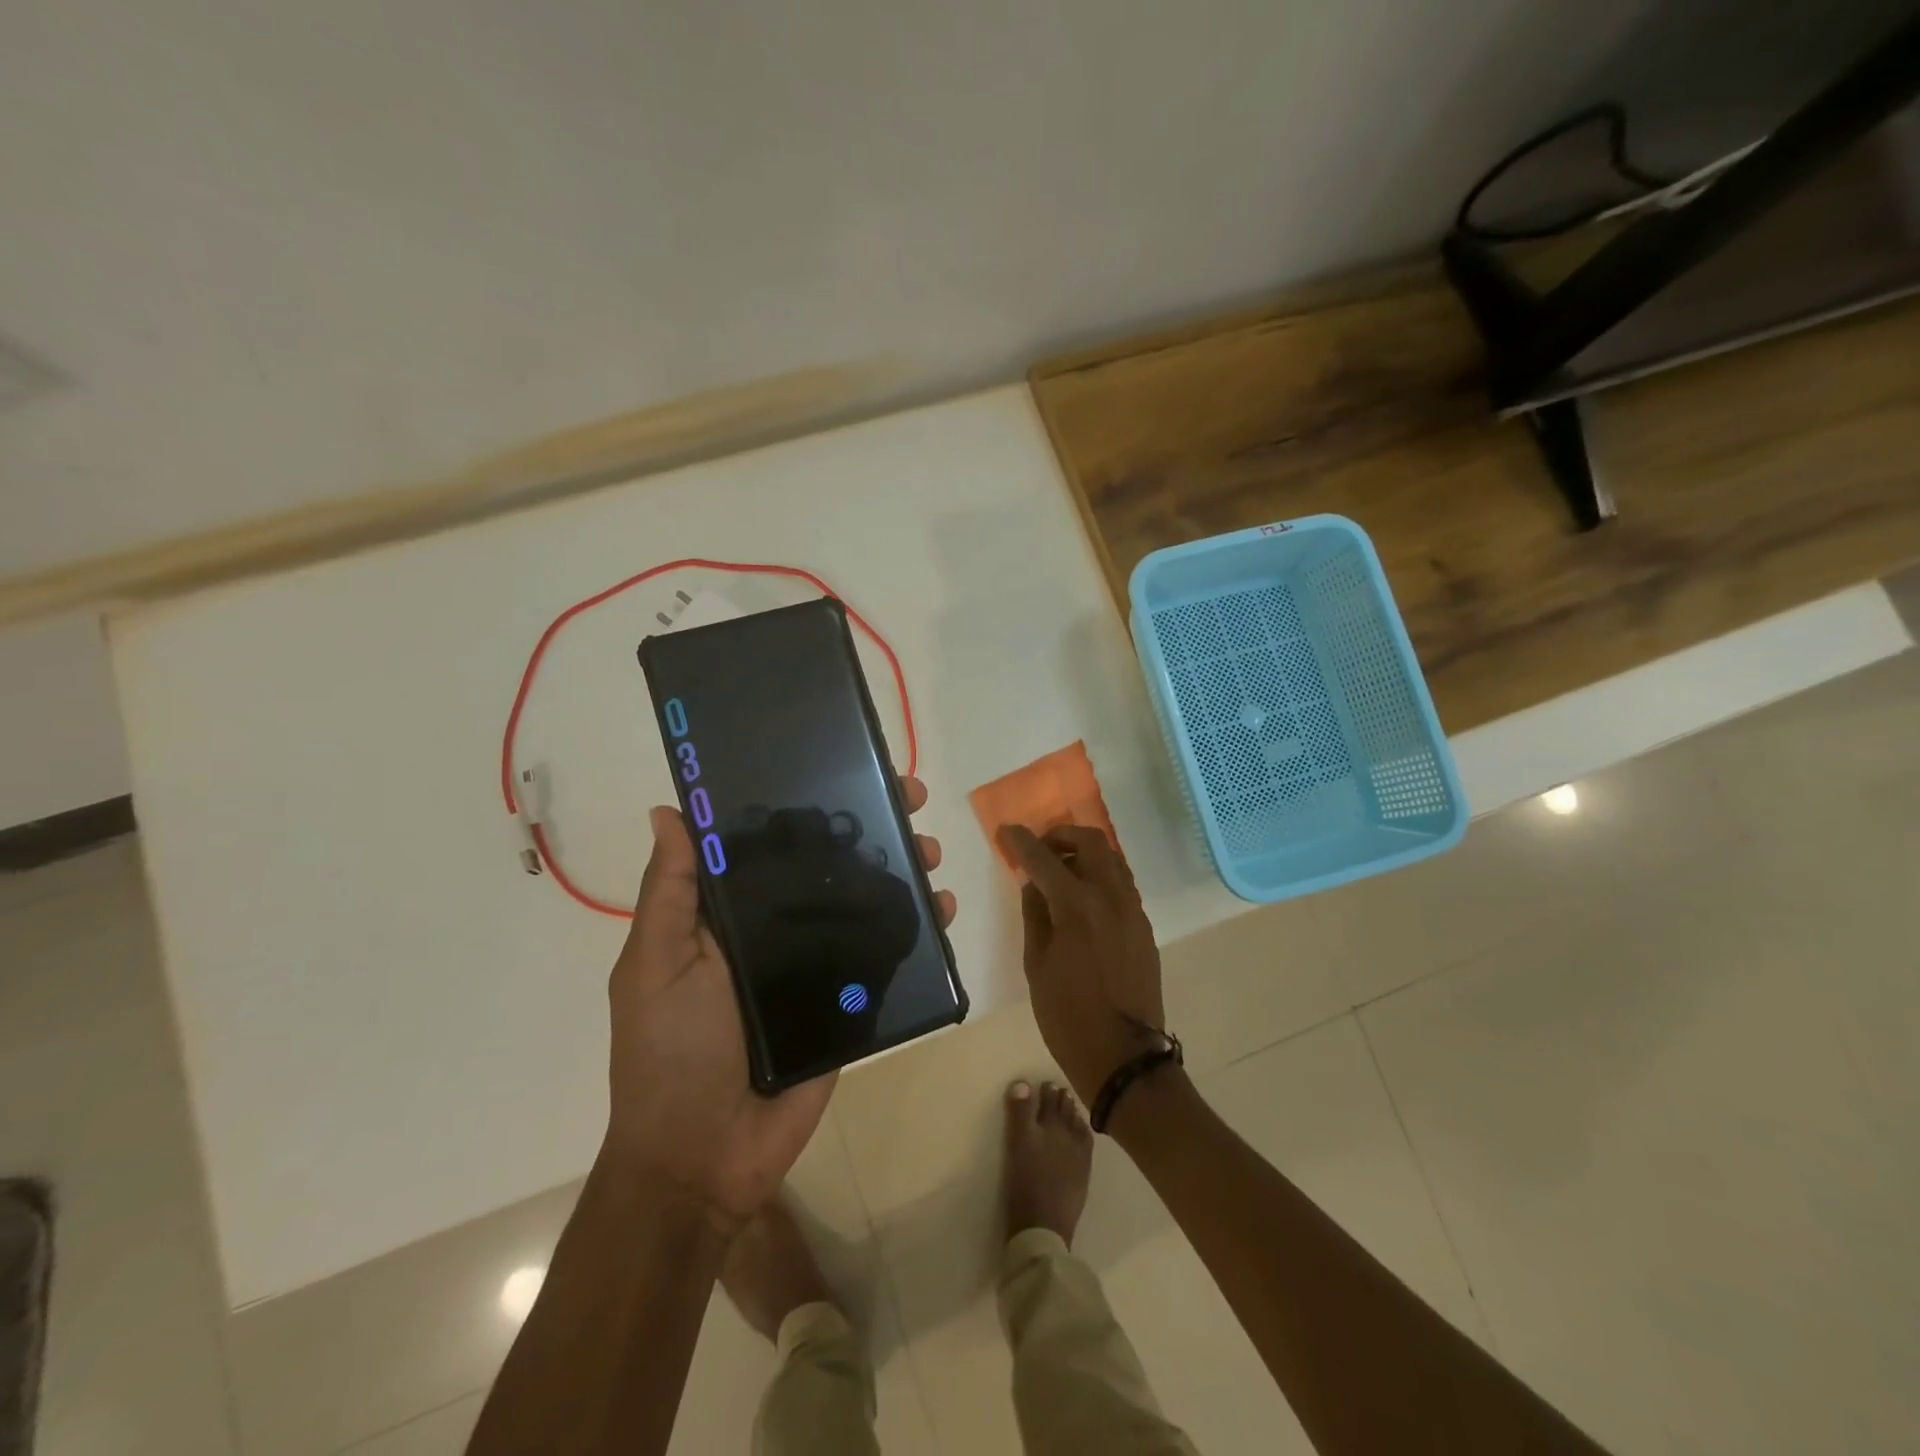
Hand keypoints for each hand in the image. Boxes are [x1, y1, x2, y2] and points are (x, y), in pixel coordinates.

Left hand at [604, 776, 954, 1230]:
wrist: (704, 1157)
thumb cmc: (671, 1050)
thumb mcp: (656, 963)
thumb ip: (671, 892)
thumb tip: (668, 810)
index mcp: (729, 915)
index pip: (770, 843)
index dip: (804, 804)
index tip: (839, 769)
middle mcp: (775, 930)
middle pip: (827, 866)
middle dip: (869, 828)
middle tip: (907, 800)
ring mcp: (815, 966)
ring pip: (863, 904)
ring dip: (900, 870)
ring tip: (929, 852)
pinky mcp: (849, 1002)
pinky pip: (886, 957)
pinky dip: (917, 930)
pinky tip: (942, 908)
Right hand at [997, 825, 1166, 1103]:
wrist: (1123, 1057)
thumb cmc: (1067, 1015)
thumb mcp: (1036, 964)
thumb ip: (1035, 914)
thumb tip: (1033, 883)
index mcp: (1077, 905)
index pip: (1044, 858)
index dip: (1022, 841)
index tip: (1007, 831)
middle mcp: (1111, 897)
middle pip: (1091, 841)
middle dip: (1062, 836)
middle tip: (1041, 850)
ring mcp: (1133, 910)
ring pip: (1112, 859)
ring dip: (1085, 853)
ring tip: (1062, 873)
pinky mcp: (1144, 927)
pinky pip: (1122, 884)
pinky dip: (1101, 877)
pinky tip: (1083, 900)